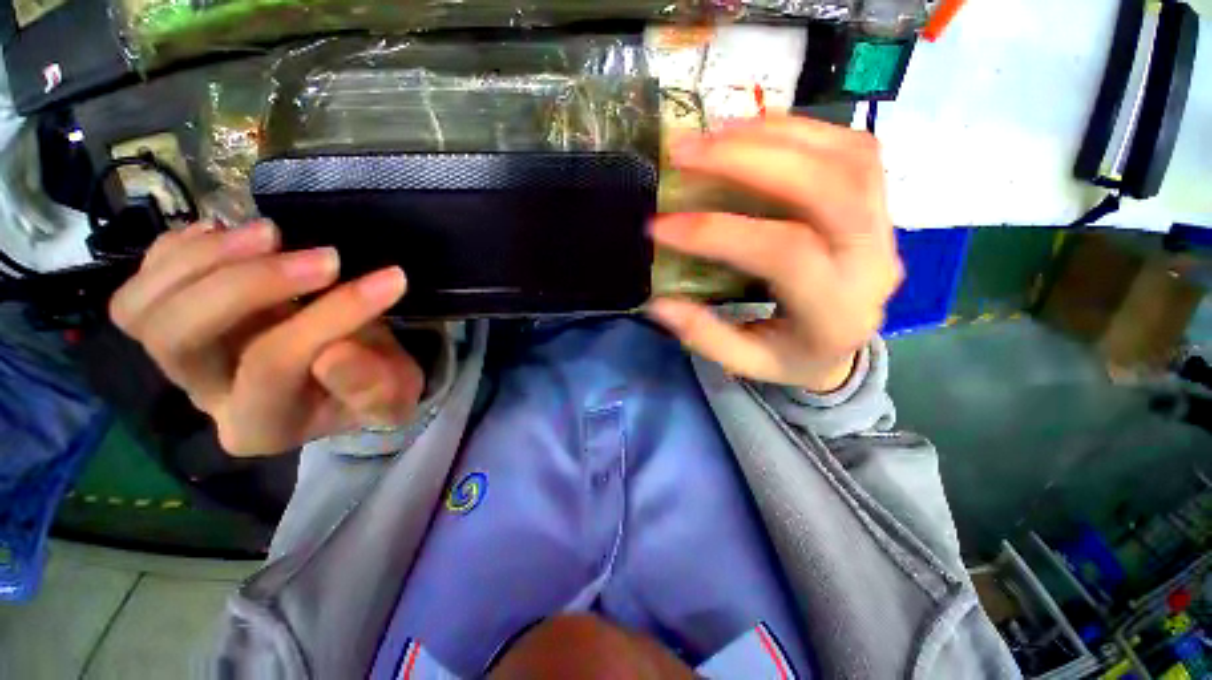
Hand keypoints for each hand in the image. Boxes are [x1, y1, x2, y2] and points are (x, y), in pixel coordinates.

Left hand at [110, 221, 423, 455]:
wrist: (347, 374)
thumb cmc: (374, 388)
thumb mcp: (394, 396)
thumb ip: (373, 385)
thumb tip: (336, 352)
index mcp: (262, 425)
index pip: (275, 365)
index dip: (332, 316)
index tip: (392, 279)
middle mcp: (206, 396)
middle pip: (178, 338)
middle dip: (247, 284)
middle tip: (324, 256)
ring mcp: (180, 360)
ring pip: (141, 310)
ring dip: (202, 260)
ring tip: (272, 234)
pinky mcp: (172, 324)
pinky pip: (140, 284)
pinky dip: (177, 250)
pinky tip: (230, 236)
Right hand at [648, 116, 903, 392]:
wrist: (846, 343)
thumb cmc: (793, 357)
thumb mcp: (748, 363)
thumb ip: (705, 336)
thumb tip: (658, 303)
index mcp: (836, 310)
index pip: (783, 253)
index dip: (718, 232)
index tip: (661, 226)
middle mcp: (872, 260)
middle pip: (826, 188)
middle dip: (749, 160)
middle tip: (686, 152)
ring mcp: (885, 223)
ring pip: (845, 156)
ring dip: (772, 136)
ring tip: (712, 134)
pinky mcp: (879, 201)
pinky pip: (851, 147)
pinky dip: (798, 131)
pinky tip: (752, 133)